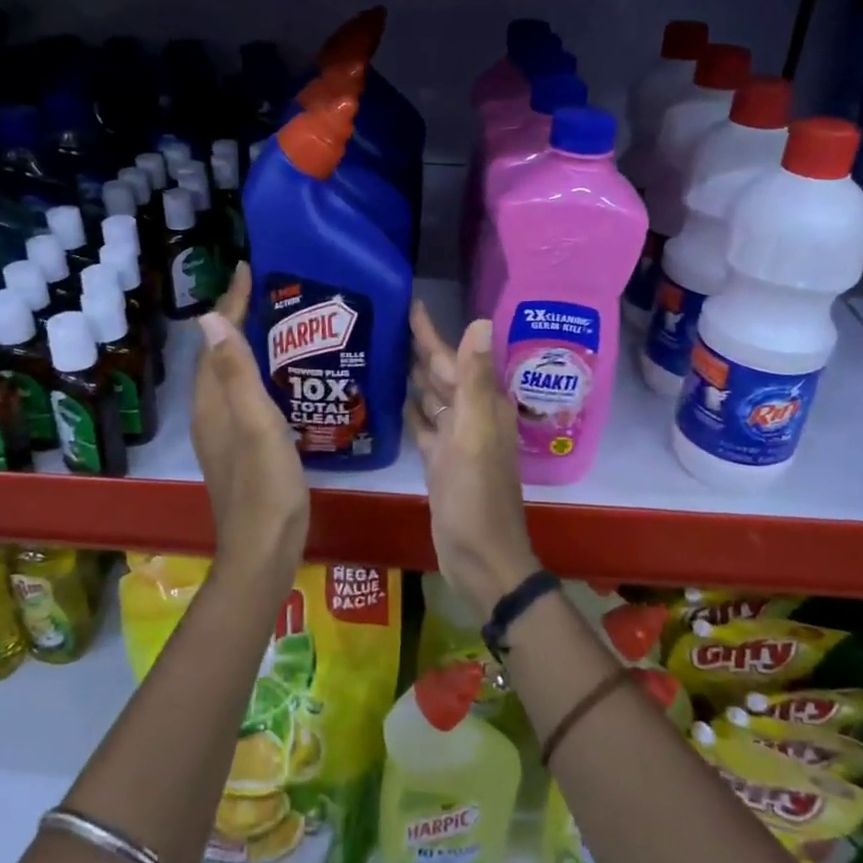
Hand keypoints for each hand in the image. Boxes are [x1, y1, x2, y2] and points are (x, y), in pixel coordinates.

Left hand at [193, 263, 309, 593]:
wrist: (263, 552)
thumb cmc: (266, 488)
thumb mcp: (256, 425)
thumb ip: (236, 374)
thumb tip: (207, 318)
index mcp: (213, 405)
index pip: (215, 341)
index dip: (230, 305)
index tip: (247, 270)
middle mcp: (211, 415)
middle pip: (216, 356)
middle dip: (233, 319)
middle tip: (263, 291)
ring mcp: (223, 436)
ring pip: (227, 377)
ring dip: (242, 345)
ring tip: (272, 323)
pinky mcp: (239, 450)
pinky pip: (240, 396)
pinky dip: (253, 374)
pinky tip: (278, 378)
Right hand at [406, 301, 540, 618]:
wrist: (481, 559)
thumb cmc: (476, 496)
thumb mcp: (475, 434)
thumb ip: (475, 379)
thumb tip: (480, 321)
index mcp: (482, 405)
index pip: (453, 357)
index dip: (431, 332)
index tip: (409, 303)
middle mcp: (471, 416)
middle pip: (440, 374)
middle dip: (416, 349)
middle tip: (381, 323)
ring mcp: (454, 441)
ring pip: (430, 398)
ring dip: (410, 377)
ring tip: (379, 352)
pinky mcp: (439, 462)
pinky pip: (422, 426)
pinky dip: (408, 411)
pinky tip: (388, 399)